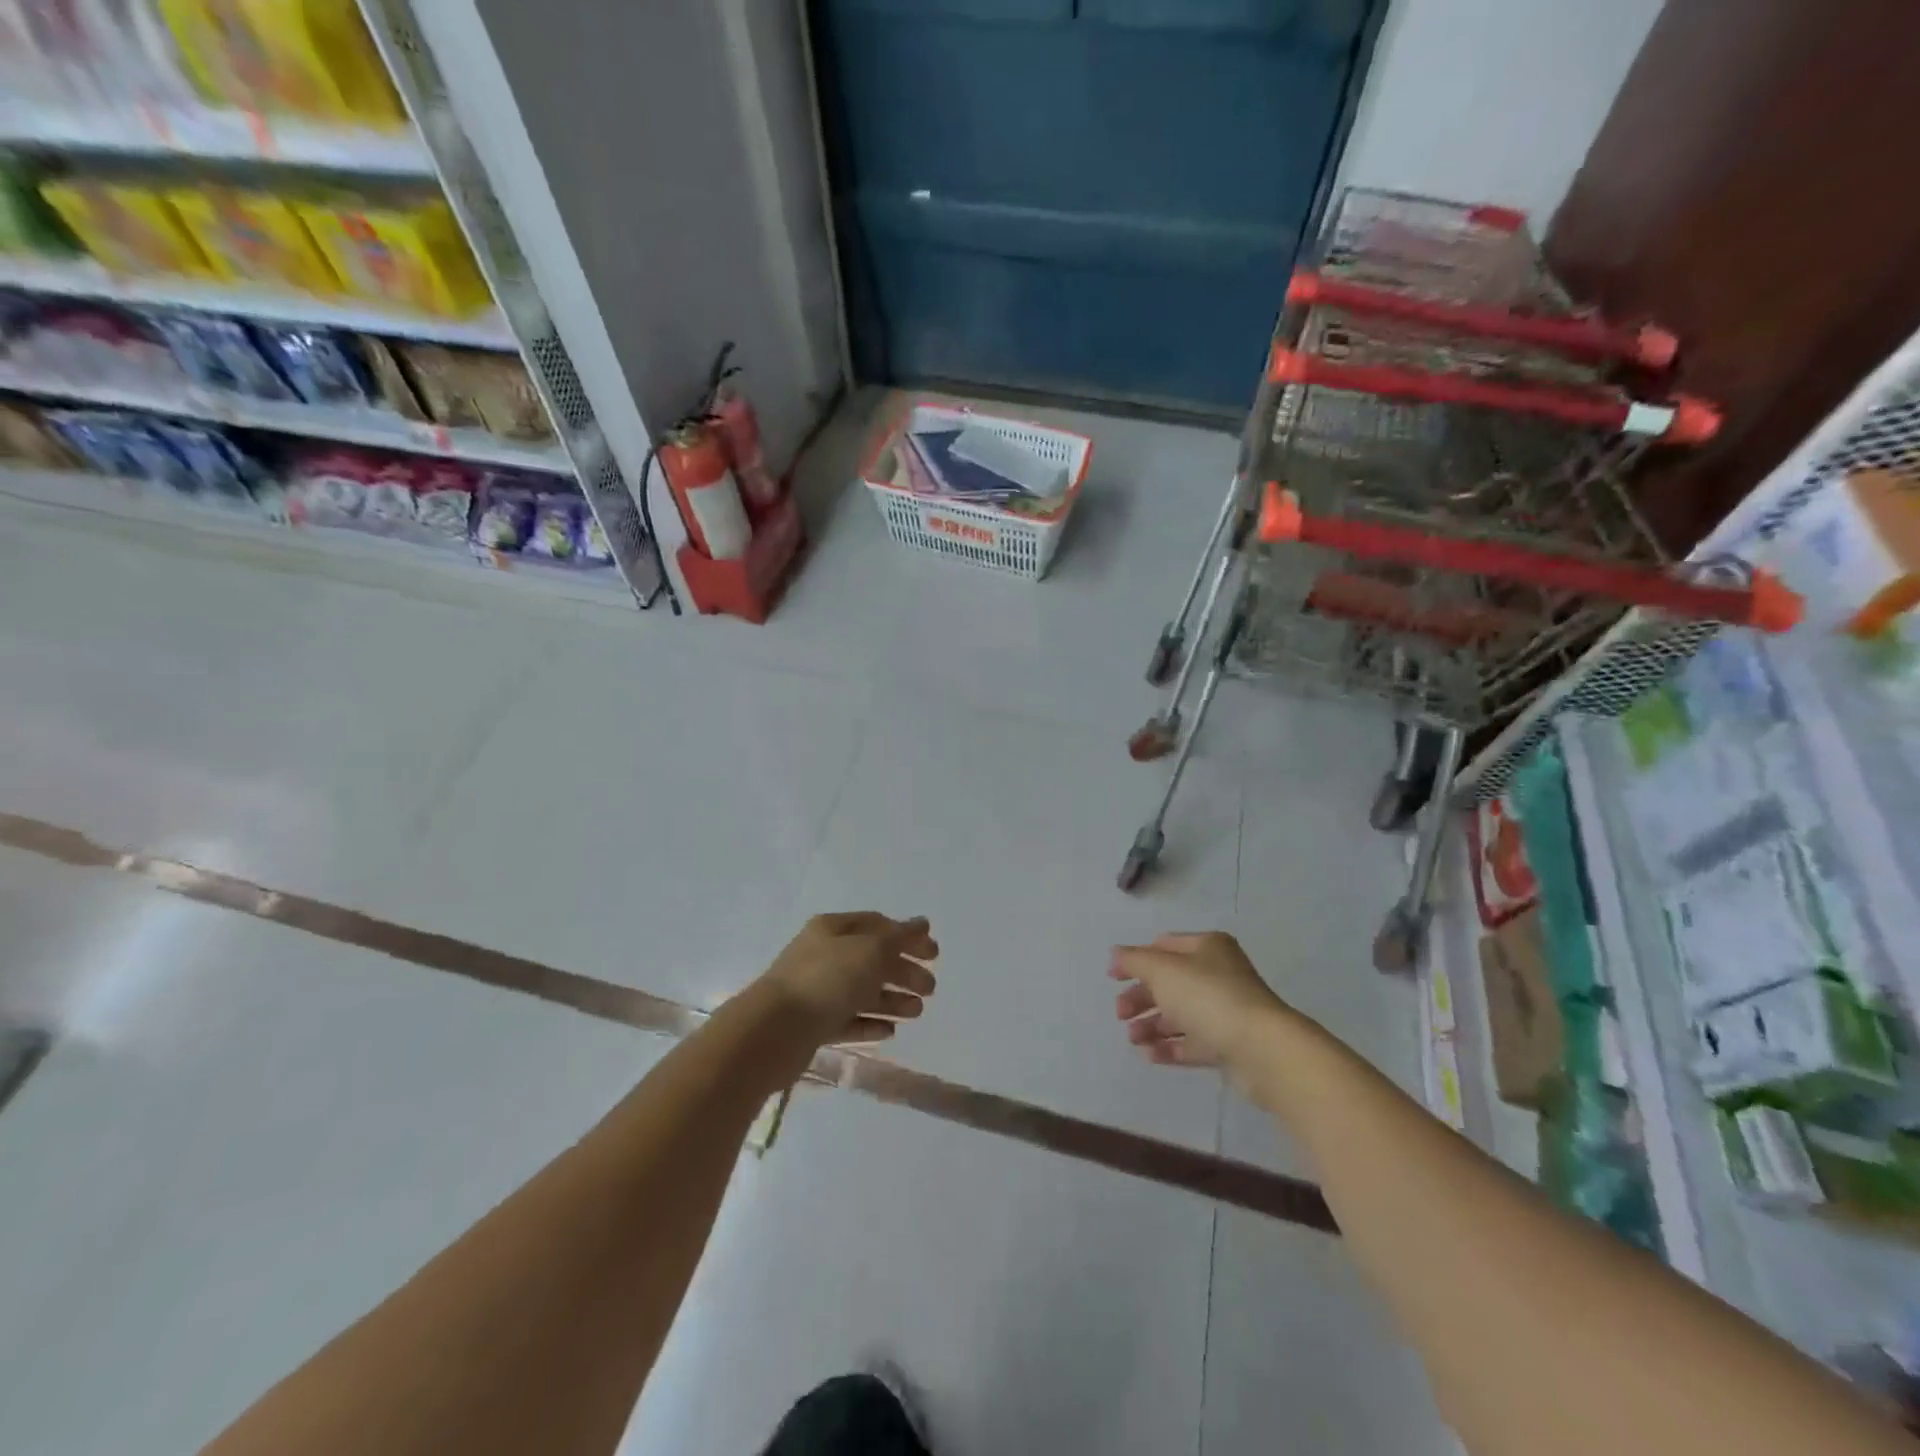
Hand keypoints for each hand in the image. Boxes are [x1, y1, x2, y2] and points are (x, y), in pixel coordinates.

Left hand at [757, 912, 938, 1048]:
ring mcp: (816, 991)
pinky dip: (870, 1023)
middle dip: (904, 972)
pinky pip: (847, 1020)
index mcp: (833, 929)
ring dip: (892, 1000)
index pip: (878, 925)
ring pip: (862, 992)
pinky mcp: (812, 1025)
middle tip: (930, 989)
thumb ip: (900, 937)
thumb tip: (922, 923)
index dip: (908, 936)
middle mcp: (824, 955)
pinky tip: (890, 1032)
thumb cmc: (827, 979)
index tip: (935, 954)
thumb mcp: (871, 950)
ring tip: (916, 1012)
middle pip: (872, 959)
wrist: (774, 1031)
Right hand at [1110, 932, 1292, 1083]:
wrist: (1261, 1049)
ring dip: (1151, 1025)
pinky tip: (1149, 1055)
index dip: (1136, 959)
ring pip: (1180, 1014)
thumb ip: (1134, 960)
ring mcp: (1225, 1011)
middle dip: (1141, 997)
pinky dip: (1169, 1046)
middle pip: (1170, 983)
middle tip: (1120, 1014)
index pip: (1164, 946)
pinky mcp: (1229, 1044)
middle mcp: (1218, 974)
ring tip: (1133, 1039)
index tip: (1112, 978)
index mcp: (1207, 947)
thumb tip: (1116, 955)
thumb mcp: (1162, 970)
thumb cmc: (1207, 996)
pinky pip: (1193, 1042)